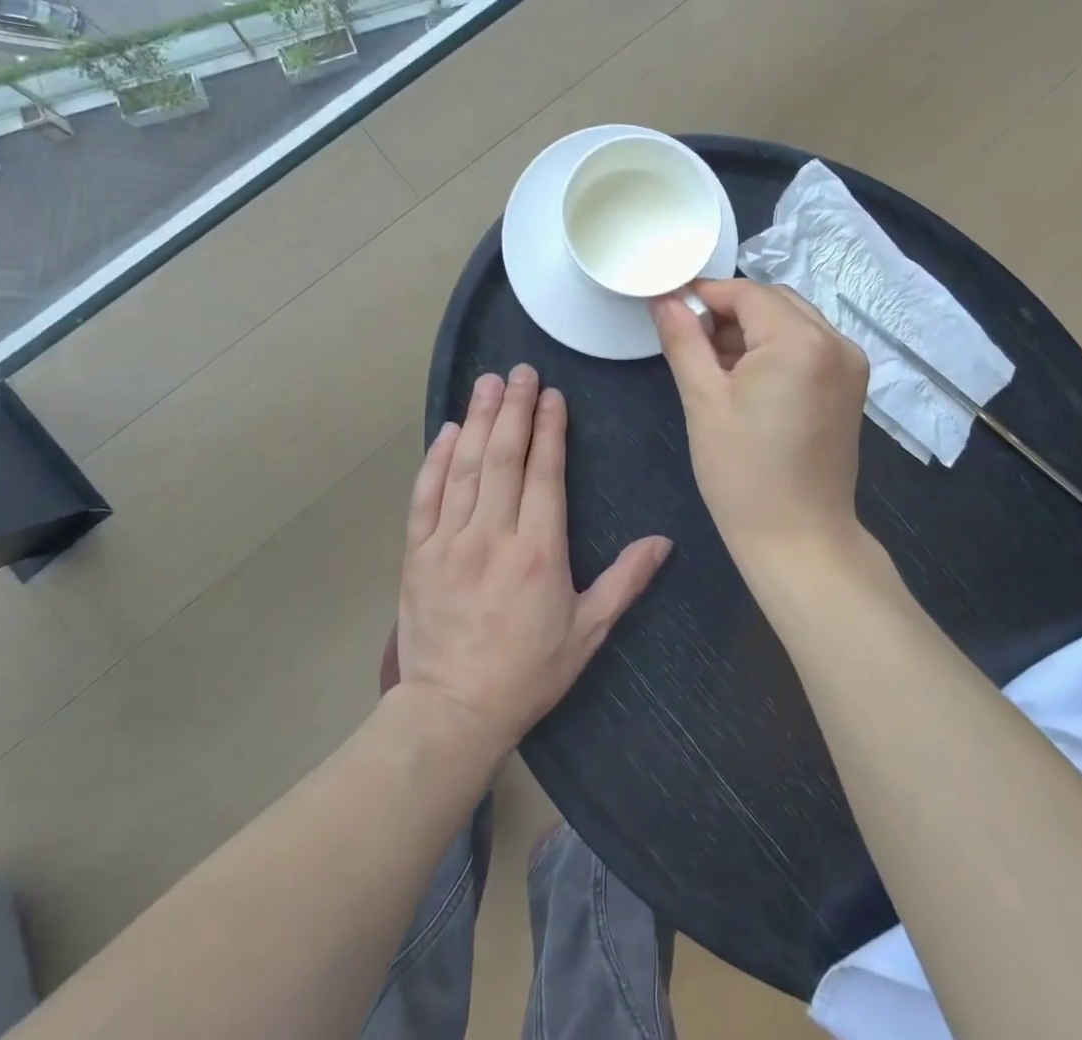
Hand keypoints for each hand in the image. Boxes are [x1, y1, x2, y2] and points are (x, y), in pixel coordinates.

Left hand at [395, 366, 671, 748]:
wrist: (452, 711)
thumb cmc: (528, 671)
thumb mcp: (588, 631)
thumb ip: (625, 581)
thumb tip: (663, 541)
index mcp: (539, 551)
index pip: (544, 473)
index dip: (548, 428)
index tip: (551, 394)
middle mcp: (493, 535)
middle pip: (503, 456)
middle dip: (513, 408)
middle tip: (519, 370)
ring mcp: (449, 541)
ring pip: (464, 467)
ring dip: (477, 419)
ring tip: (487, 382)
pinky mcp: (418, 552)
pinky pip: (425, 495)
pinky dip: (435, 459)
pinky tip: (446, 431)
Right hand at [653, 279, 869, 563]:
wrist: (799, 539)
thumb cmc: (743, 473)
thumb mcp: (703, 400)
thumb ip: (683, 339)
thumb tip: (664, 298)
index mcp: (801, 341)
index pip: (746, 292)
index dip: (704, 294)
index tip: (670, 307)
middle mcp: (836, 341)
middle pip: (772, 301)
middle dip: (728, 312)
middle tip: (690, 342)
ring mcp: (850, 364)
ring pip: (791, 321)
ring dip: (752, 330)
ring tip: (715, 365)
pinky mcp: (851, 385)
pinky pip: (808, 345)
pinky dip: (776, 349)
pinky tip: (748, 379)